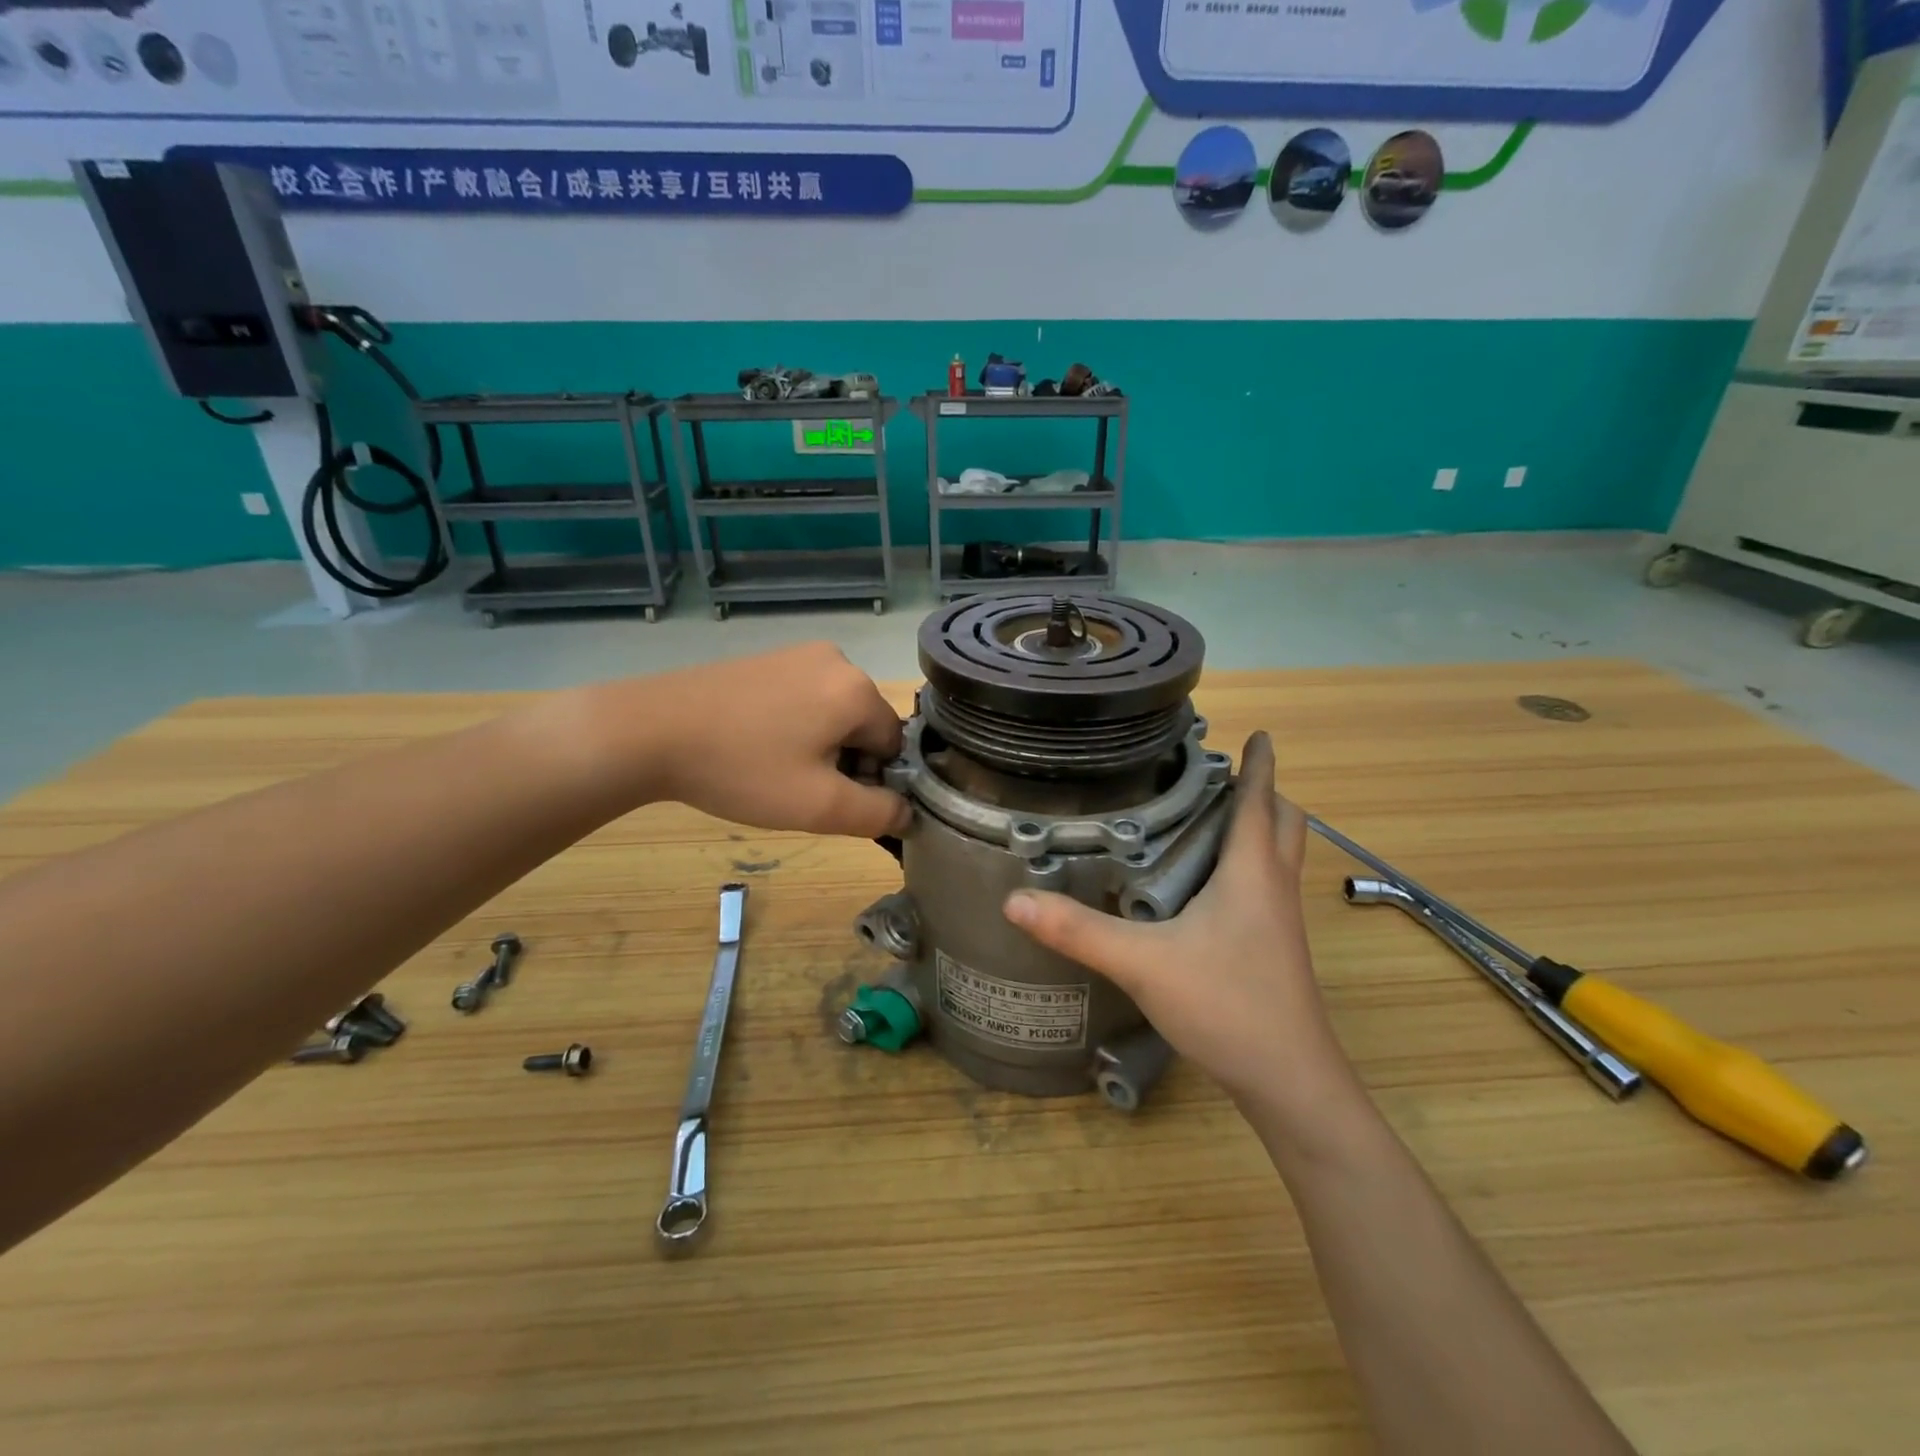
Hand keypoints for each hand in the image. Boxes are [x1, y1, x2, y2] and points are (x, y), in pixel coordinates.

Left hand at [627, 643, 909, 837]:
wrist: (650, 731)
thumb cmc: (743, 770)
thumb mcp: (818, 806)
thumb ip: (877, 814)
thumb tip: (908, 812)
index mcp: (858, 689)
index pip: (893, 746)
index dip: (869, 780)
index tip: (828, 798)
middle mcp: (838, 660)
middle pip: (865, 726)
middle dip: (844, 761)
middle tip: (798, 788)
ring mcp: (799, 653)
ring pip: (834, 714)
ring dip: (819, 746)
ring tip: (773, 768)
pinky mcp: (769, 658)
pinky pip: (805, 698)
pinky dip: (794, 726)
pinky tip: (757, 745)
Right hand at [1002, 732, 1360, 1119]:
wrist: (1289, 1082)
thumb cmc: (1226, 1005)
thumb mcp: (1142, 963)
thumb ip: (1078, 930)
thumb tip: (1015, 899)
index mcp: (1251, 872)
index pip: (1261, 801)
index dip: (1260, 764)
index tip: (1258, 734)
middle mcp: (1274, 888)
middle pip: (1286, 823)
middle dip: (1263, 793)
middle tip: (1219, 780)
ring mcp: (1282, 922)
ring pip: (1280, 856)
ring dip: (1259, 828)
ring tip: (1209, 820)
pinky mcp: (1277, 949)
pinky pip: (1269, 886)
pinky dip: (1250, 865)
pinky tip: (1208, 886)